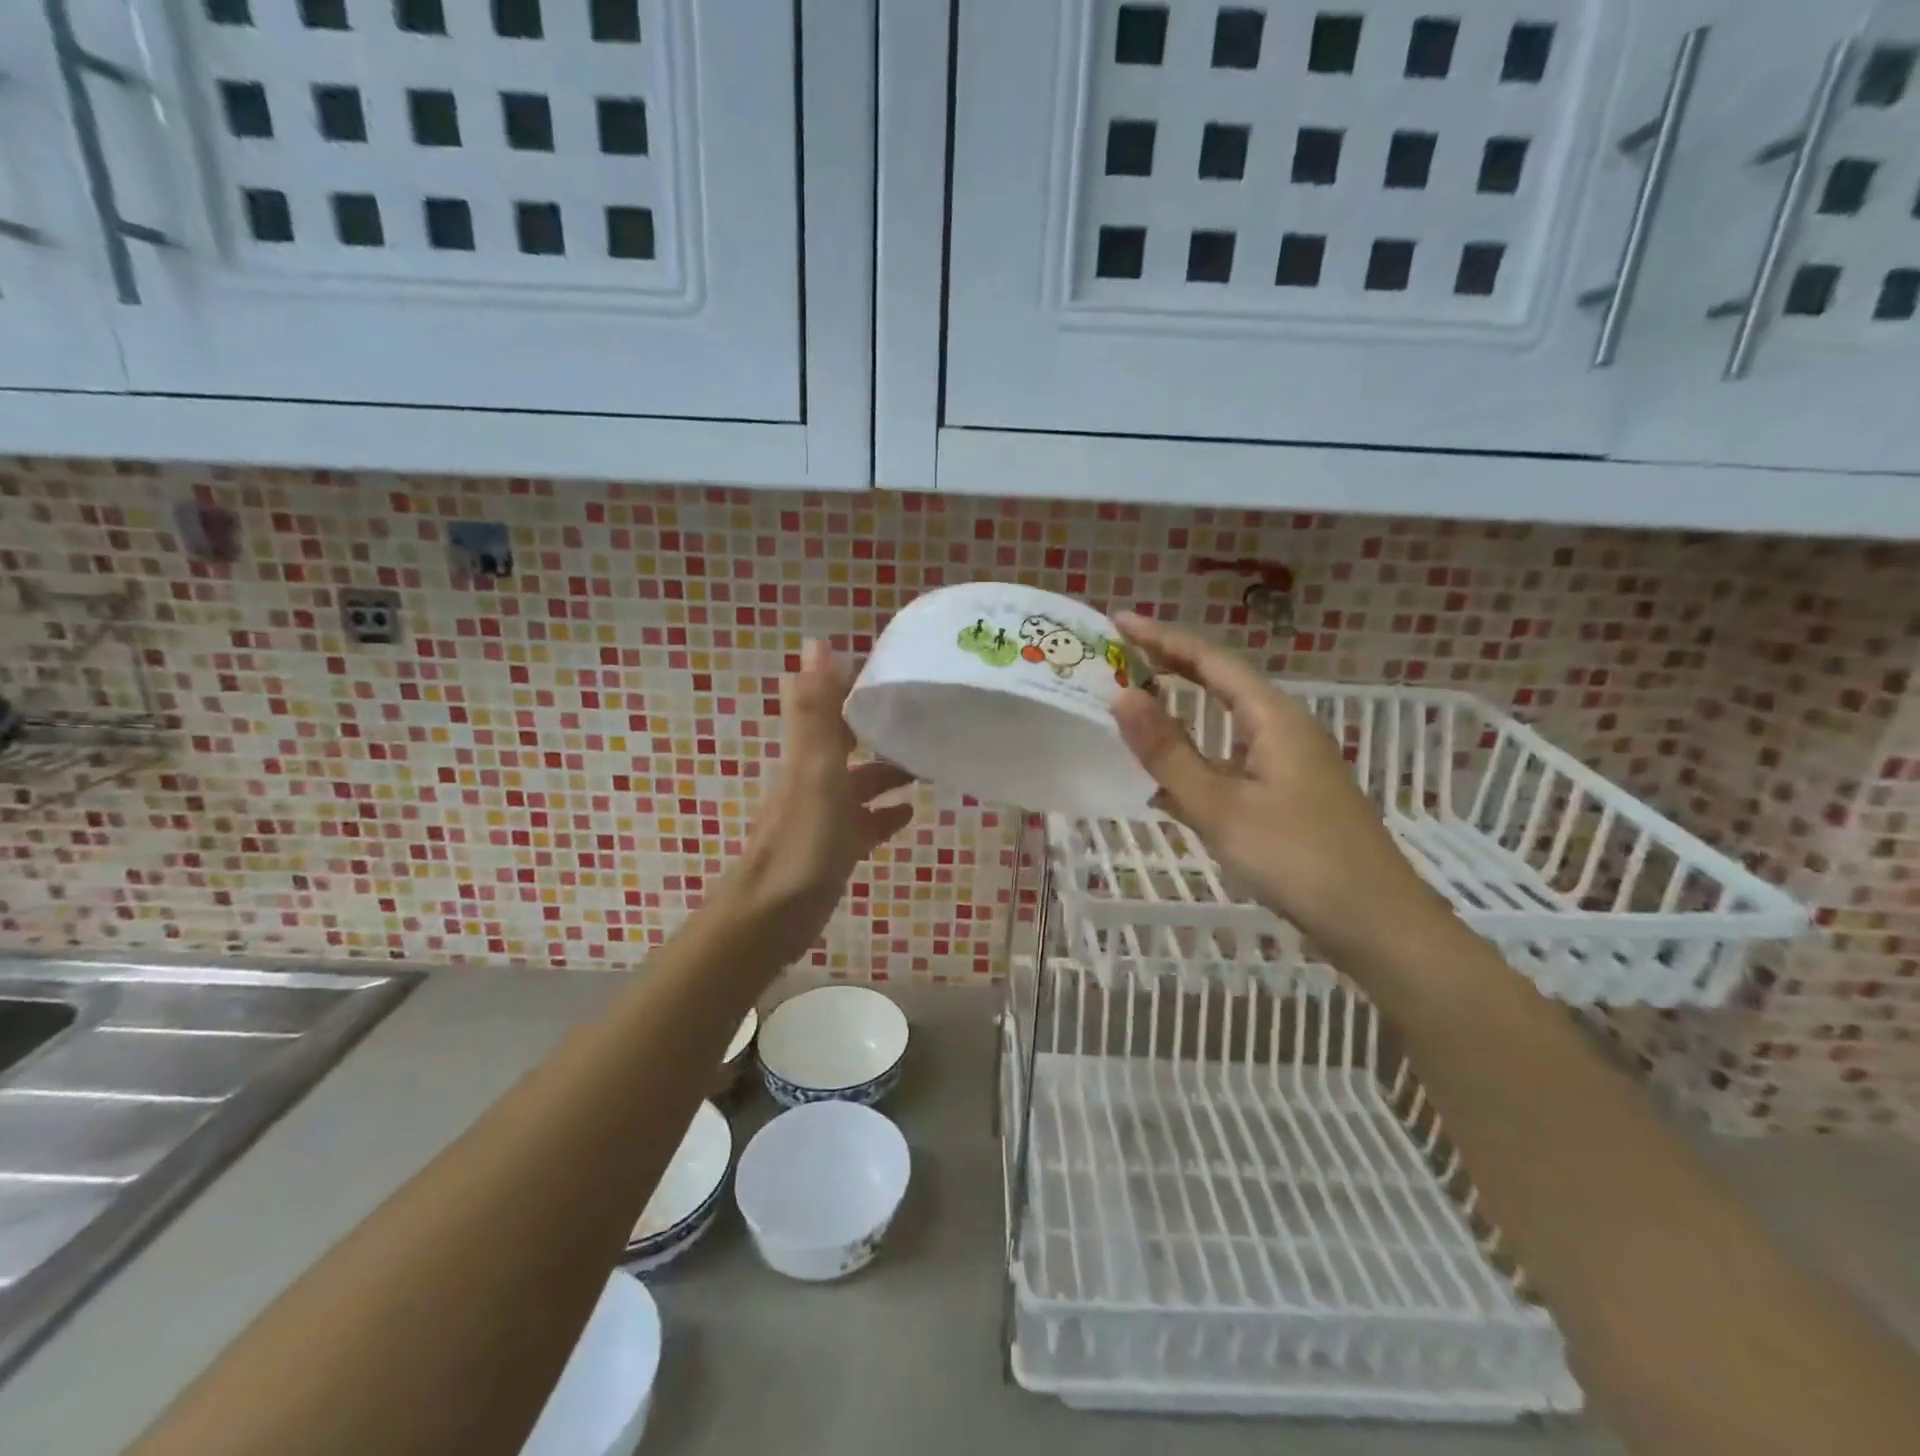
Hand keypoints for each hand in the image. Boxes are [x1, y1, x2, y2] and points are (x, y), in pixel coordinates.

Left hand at [721, 640, 914, 967]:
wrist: (774, 915)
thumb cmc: (802, 839)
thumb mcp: (814, 769)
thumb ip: (817, 710)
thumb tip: (816, 642)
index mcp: (809, 755)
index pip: (832, 707)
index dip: (857, 687)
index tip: (896, 672)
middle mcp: (814, 778)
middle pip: (849, 744)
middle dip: (881, 729)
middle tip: (926, 720)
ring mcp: (825, 816)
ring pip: (861, 784)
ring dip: (889, 771)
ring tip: (929, 765)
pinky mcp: (835, 849)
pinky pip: (865, 824)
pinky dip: (886, 815)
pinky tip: (910, 814)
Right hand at [1110, 613, 1447, 966]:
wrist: (1377, 925)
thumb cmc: (1297, 859)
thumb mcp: (1221, 806)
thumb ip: (1168, 752)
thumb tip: (1121, 695)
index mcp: (1274, 718)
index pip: (1210, 660)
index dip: (1163, 637)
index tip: (1119, 621)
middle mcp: (1284, 730)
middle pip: (1221, 684)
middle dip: (1171, 667)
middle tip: (1122, 657)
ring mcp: (1289, 764)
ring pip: (1226, 725)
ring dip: (1182, 713)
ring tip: (1136, 708)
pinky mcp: (1288, 796)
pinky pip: (1232, 761)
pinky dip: (1196, 759)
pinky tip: (1167, 783)